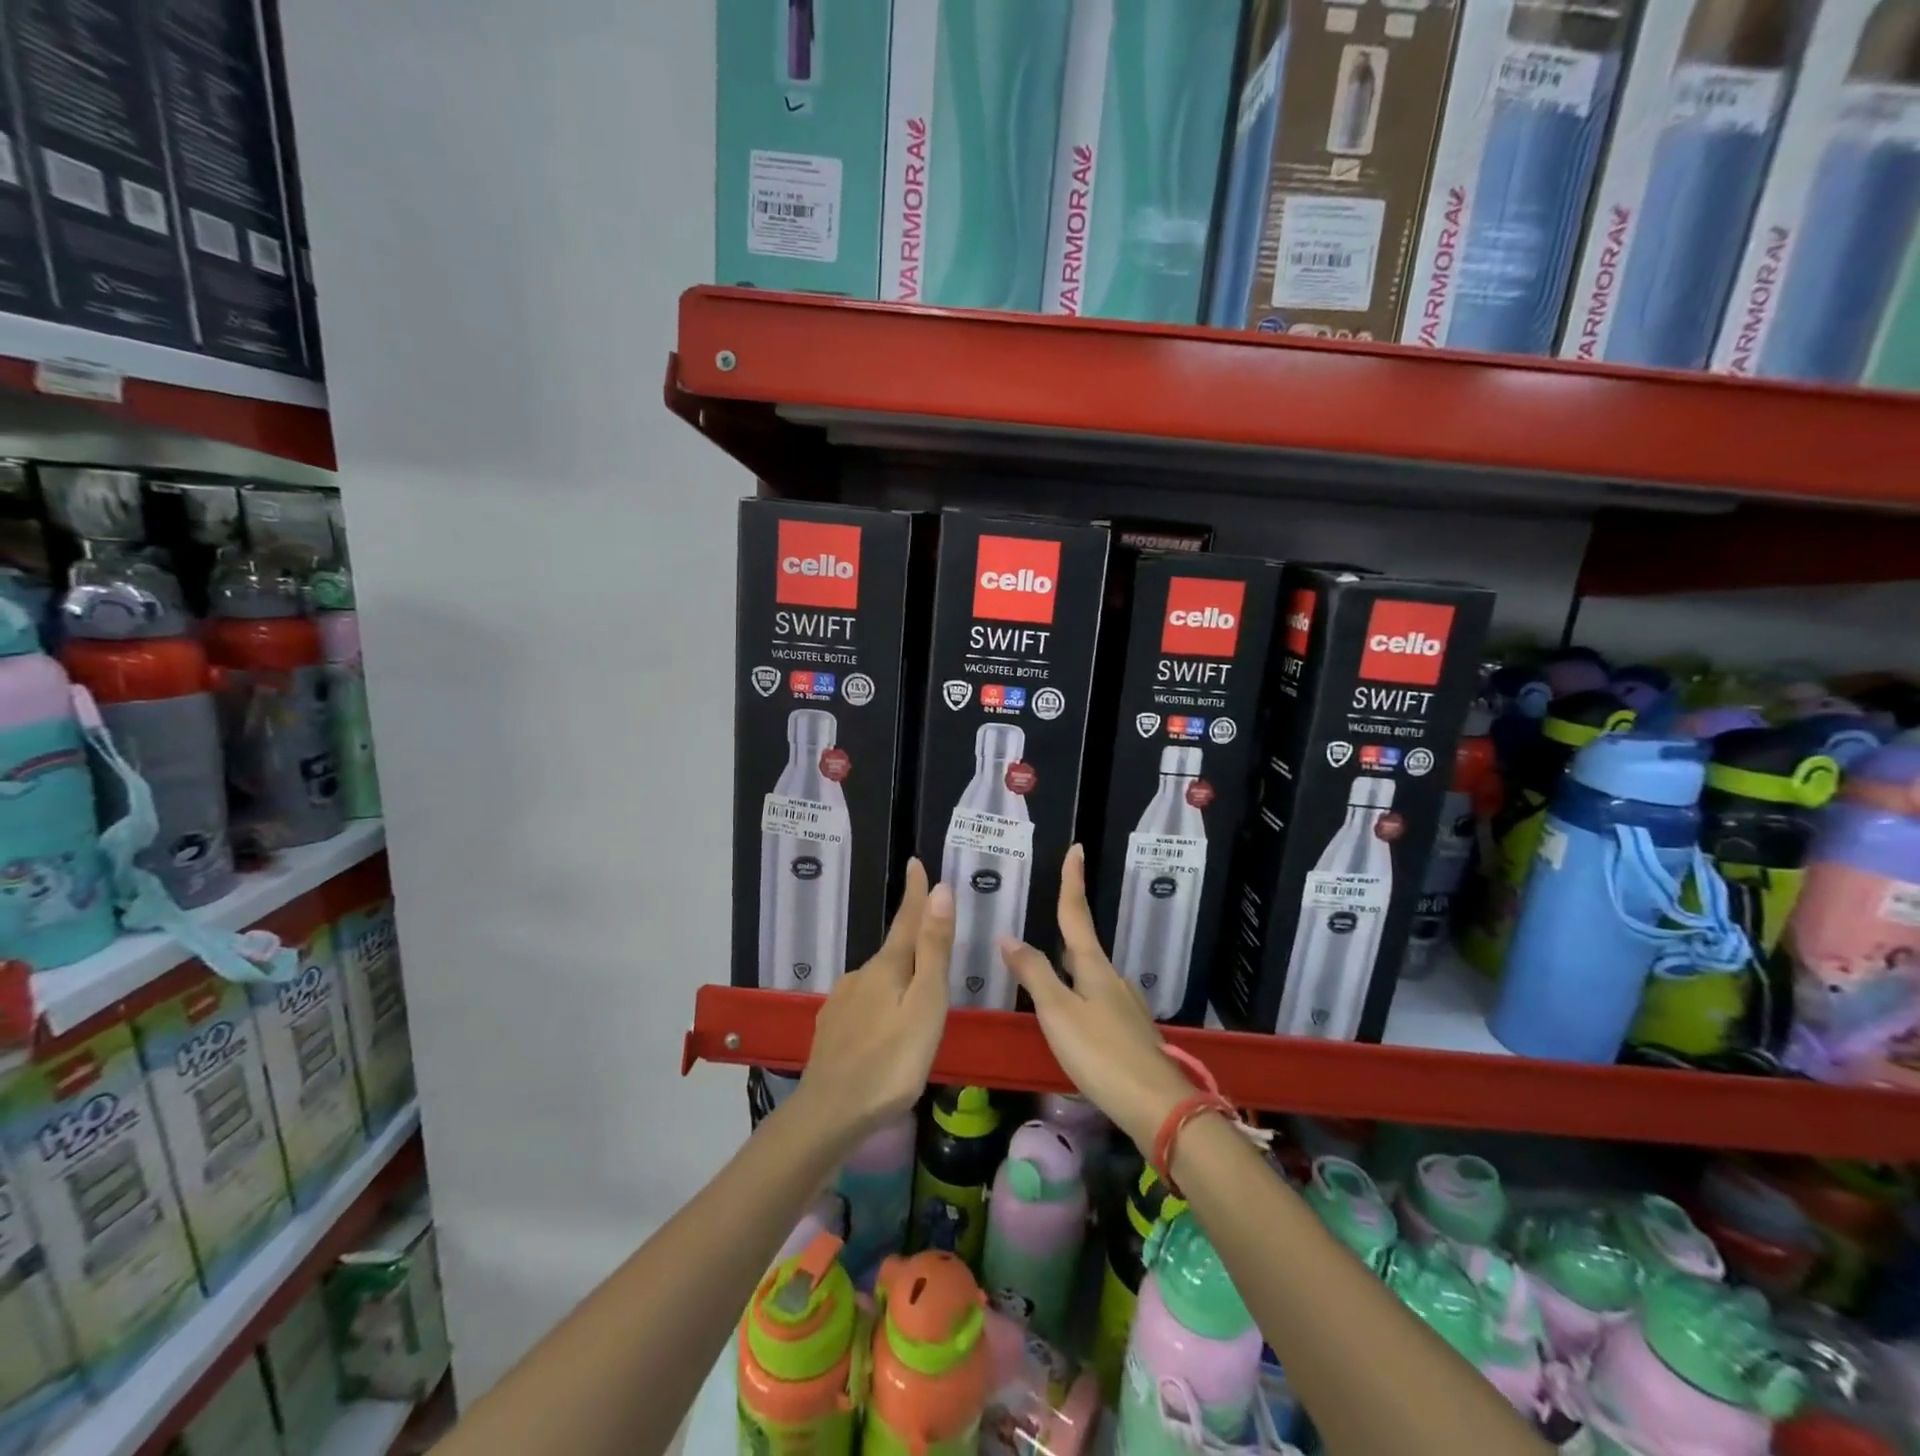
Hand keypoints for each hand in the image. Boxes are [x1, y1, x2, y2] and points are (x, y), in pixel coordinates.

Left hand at [793, 859, 952, 1149]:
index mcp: (887, 966)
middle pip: (894, 952)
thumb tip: (940, 890)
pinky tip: (884, 1030)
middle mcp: (860, 975)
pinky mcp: (832, 1028)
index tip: (916, 862)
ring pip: (878, 981)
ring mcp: (841, 1002)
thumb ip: (933, 950)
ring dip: (898, 981)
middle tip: (936, 950)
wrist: (830, 1113)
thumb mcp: (925, 1004)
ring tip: (916, 1002)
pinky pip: (863, 1005)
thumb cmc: (891, 1061)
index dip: (915, 892)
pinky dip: (880, 1007)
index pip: (906, 919)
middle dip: (914, 945)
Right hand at [999, 845, 1193, 1151]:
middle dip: (1068, 924)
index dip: (1072, 881)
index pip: (1076, 914)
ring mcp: (1124, 1005)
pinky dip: (1077, 993)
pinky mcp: (1128, 1032)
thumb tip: (1008, 936)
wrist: (1156, 1105)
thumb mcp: (1058, 1012)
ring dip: (1069, 963)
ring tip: (1048, 965)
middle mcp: (1112, 979)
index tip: (1076, 849)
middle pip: (1083, 944)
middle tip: (1050, 910)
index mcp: (1094, 967)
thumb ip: (1034, 974)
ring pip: (1090, 974)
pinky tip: (1070, 1014)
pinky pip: (1096, 999)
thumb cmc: (1101, 1053)